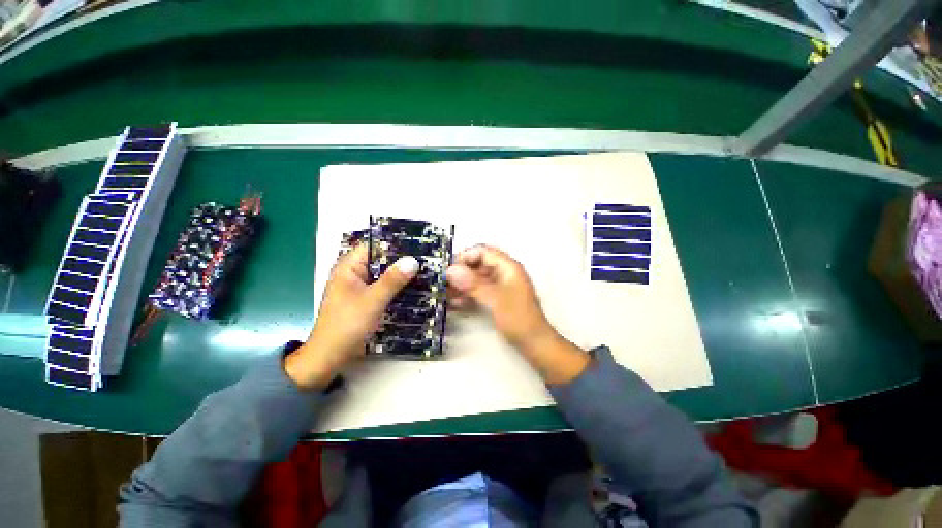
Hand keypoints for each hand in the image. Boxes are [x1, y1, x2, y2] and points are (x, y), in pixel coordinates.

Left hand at [285, 244, 418, 389]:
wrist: (330, 356)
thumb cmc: (347, 325)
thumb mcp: (372, 300)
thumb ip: (393, 280)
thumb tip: (413, 260)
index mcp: (349, 266)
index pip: (374, 245)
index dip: (395, 243)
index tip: (418, 244)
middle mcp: (354, 272)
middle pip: (381, 259)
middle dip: (402, 259)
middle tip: (427, 258)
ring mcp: (360, 286)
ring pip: (384, 274)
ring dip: (401, 273)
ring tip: (426, 269)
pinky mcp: (365, 298)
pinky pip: (384, 286)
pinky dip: (397, 286)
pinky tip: (414, 287)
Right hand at [445, 245, 553, 349]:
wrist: (534, 343)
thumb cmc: (517, 318)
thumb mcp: (494, 299)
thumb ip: (473, 283)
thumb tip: (450, 270)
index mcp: (508, 266)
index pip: (483, 251)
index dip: (465, 257)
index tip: (448, 269)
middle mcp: (504, 272)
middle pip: (478, 264)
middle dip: (461, 272)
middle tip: (444, 283)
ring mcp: (500, 285)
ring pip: (477, 278)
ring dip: (462, 284)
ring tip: (446, 295)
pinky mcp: (497, 298)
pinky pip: (479, 290)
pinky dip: (468, 294)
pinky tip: (456, 303)